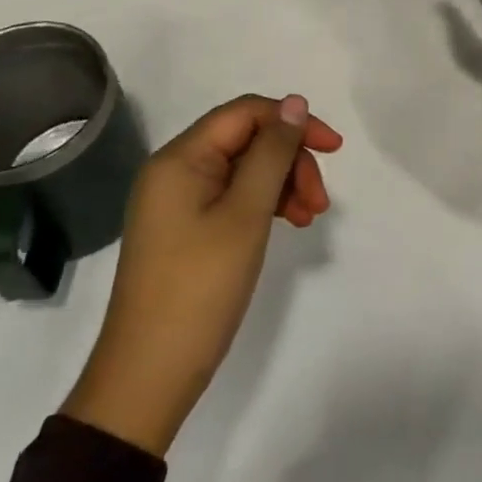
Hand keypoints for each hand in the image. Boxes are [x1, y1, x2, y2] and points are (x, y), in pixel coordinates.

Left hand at [62, 94, 342, 455]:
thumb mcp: (245, 215)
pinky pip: (232, 196)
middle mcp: (175, 170)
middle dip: (290, 161)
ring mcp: (177, 201)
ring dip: (282, 184)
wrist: (147, 380)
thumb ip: (272, 153)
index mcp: (181, 158)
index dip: (293, 122)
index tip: (334, 149)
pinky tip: (286, 225)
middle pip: (247, 140)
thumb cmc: (199, 290)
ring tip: (309, 218)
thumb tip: (294, 102)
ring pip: (244, 169)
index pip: (246, 113)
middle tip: (319, 203)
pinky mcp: (184, 229)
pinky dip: (264, 204)